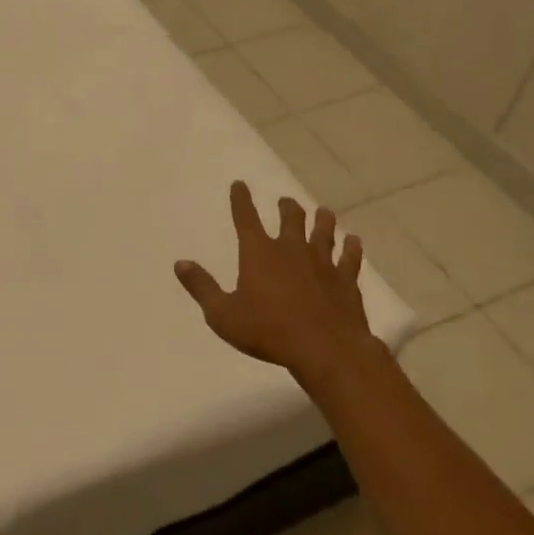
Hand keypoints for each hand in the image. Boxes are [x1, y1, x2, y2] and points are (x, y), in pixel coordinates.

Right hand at [174, 181, 369, 375]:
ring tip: (323, 212)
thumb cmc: (268, 332)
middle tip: (286, 202)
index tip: (240, 184)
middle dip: (287, 207)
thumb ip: (202, 288)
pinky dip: (351, 247)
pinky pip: (350, 257)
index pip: (246, 217)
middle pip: (291, 218)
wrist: (326, 350)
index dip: (241, 199)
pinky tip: (353, 241)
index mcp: (258, 252)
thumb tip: (180, 263)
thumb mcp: (223, 315)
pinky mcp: (346, 280)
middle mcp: (291, 249)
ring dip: (322, 220)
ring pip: (323, 231)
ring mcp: (322, 262)